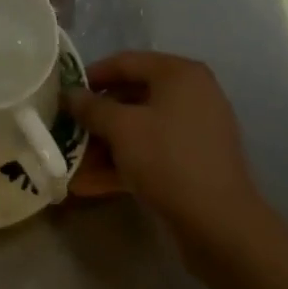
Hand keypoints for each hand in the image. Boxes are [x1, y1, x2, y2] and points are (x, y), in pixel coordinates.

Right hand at [67, 52, 267, 249]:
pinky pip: (155, 150)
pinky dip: (127, 160)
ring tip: (77, 160)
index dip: (92, 75)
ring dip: (108, 142)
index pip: (125, 62)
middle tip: (70, 128)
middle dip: (99, 115)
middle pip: (133, 94)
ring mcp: (197, 129)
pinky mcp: (197, 161)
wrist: (222, 227)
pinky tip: (95, 181)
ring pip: (142, 126)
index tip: (66, 93)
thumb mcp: (121, 128)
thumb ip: (91, 106)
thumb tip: (69, 93)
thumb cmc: (168, 160)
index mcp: (179, 73)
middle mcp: (192, 93)